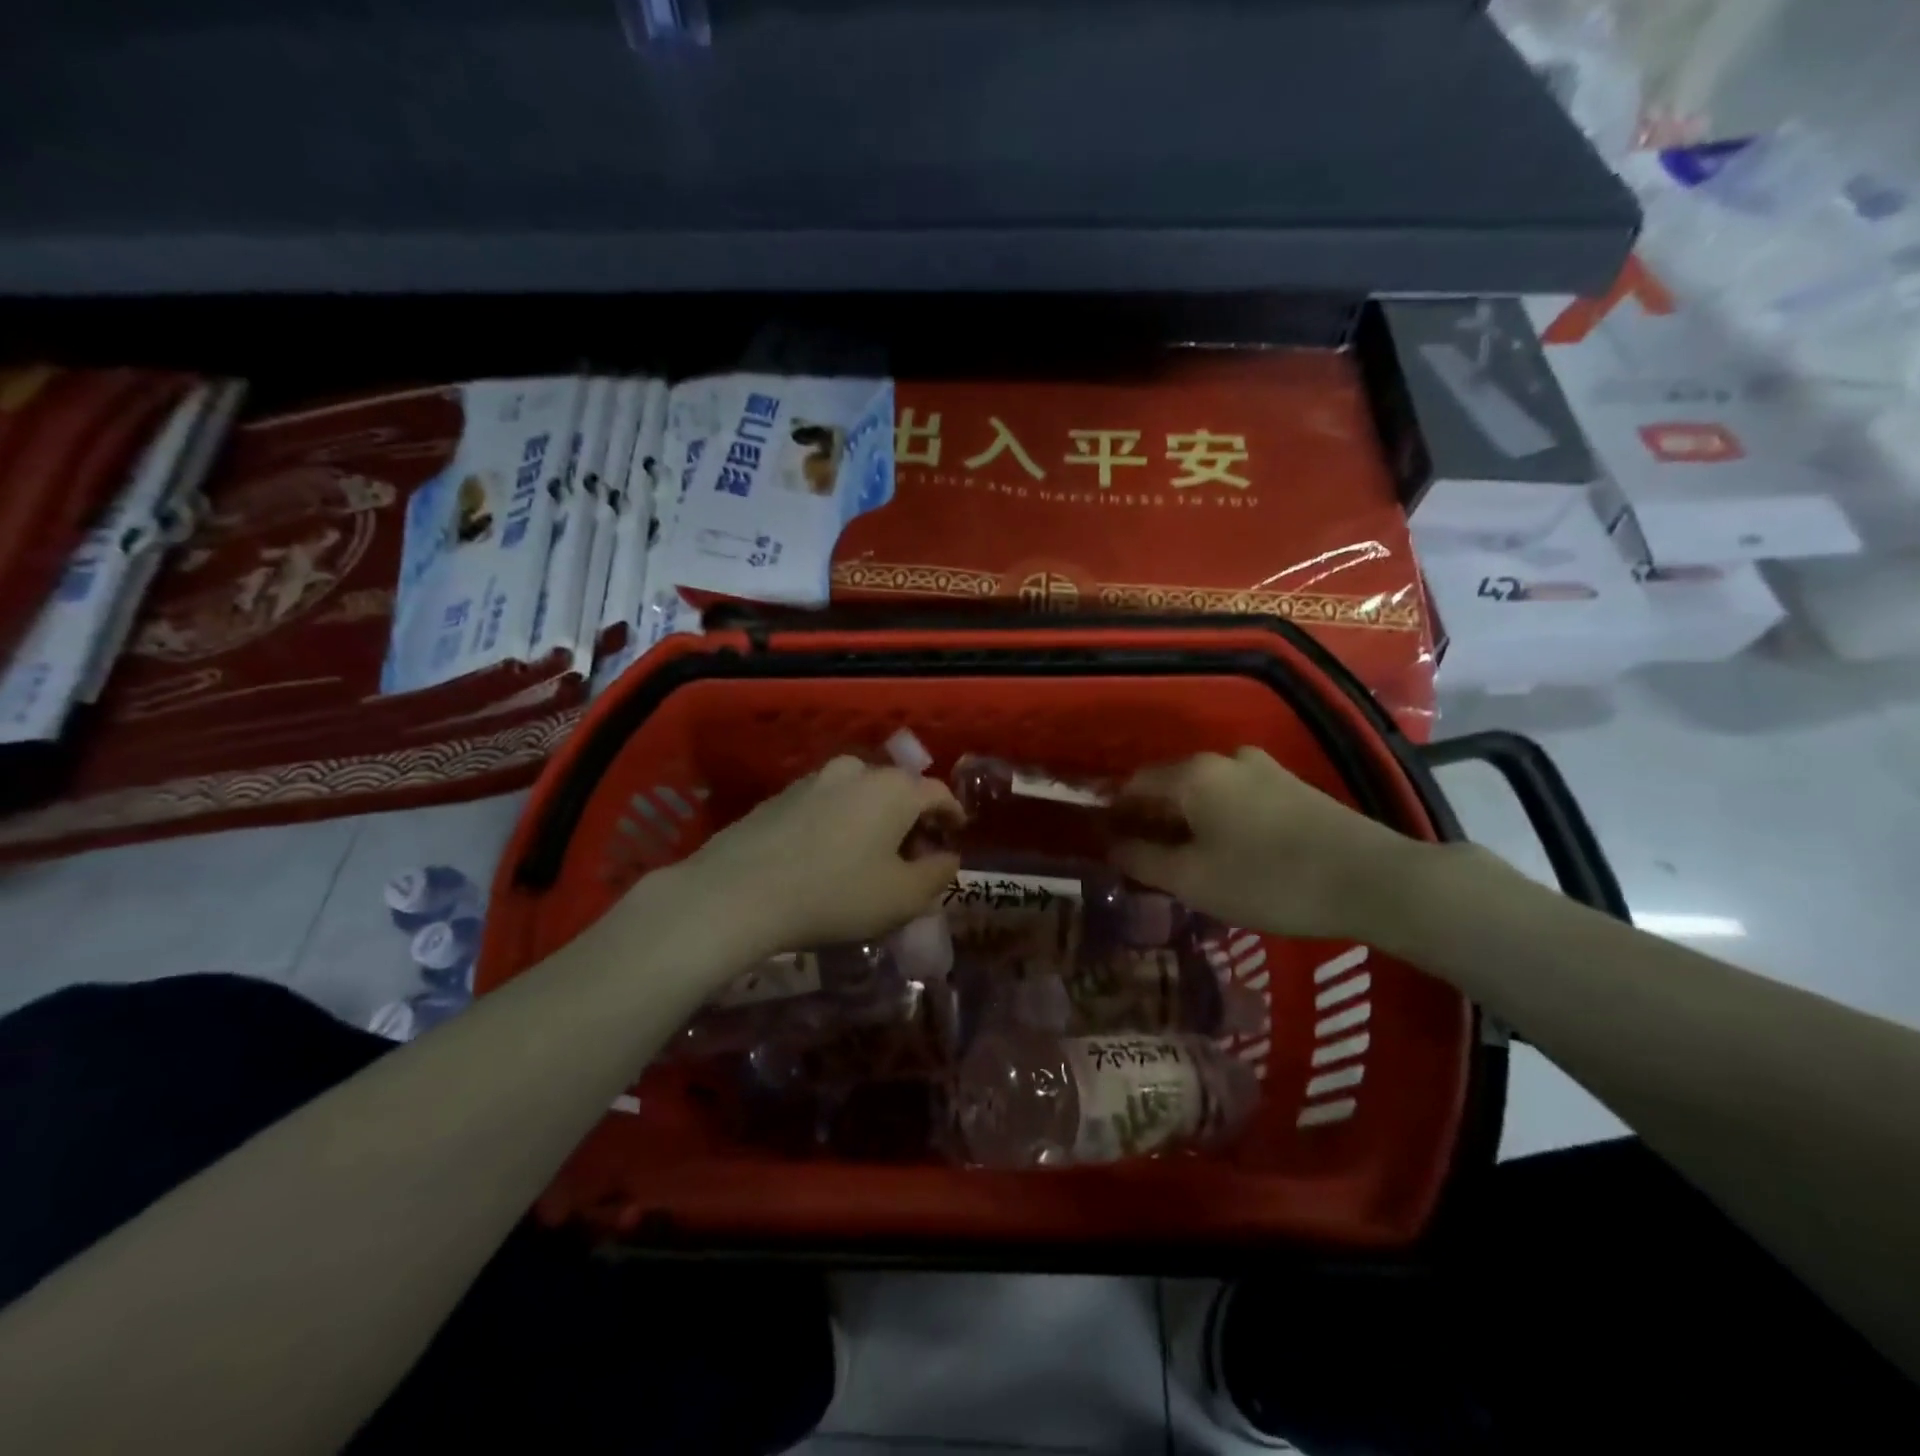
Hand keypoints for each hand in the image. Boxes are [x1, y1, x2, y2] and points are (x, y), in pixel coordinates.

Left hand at [671, 755, 961, 959]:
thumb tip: (948, 858)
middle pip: (897, 790)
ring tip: (869, 855)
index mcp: (894, 789)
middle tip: (914, 853)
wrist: (738, 892)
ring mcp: (813, 779)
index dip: (952, 814)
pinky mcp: (779, 796)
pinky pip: (826, 804)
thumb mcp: (903, 898)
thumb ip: (937, 875)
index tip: (956, 834)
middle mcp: (856, 771)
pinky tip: (828, 854)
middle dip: (912, 818)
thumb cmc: (835, 895)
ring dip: (873, 818)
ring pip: (859, 794)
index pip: (937, 792)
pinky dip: (839, 822)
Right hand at [1110, 747, 1427, 941]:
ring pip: (1206, 792)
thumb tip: (1111, 845)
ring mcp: (1264, 769)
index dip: (1116, 813)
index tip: (1108, 845)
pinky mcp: (1294, 787)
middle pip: (1171, 785)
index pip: (1135, 784)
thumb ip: (1142, 859)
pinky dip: (1219, 820)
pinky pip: (1237, 798)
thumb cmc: (1268, 879)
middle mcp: (1225, 758)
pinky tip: (1228, 852)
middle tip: (1144, 859)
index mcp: (1194, 774)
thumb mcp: (1193, 880)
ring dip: (1187, 821)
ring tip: (1185, 860)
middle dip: (1152, 819)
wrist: (1372, 880)